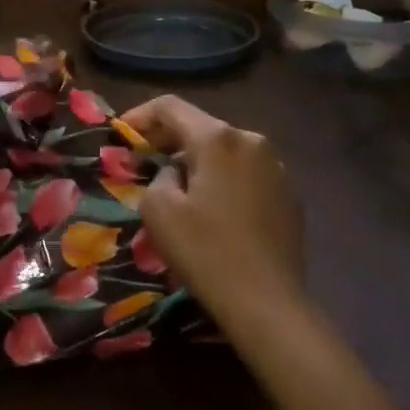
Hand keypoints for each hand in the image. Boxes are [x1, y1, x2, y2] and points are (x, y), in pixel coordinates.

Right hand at [118, 96, 305, 326]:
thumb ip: (158, 177)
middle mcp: (252, 141)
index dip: (140, 115)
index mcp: (219, 139)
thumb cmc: (205, 251)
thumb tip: (174, 173)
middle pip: (201, 127)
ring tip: (176, 186)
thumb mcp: (158, 210)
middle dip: (168, 139)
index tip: (121, 134)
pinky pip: (246, 173)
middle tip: (142, 160)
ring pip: (225, 151)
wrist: (267, 302)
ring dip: (197, 160)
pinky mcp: (289, 193)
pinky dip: (222, 179)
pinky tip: (212, 208)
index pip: (171, 107)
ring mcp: (277, 167)